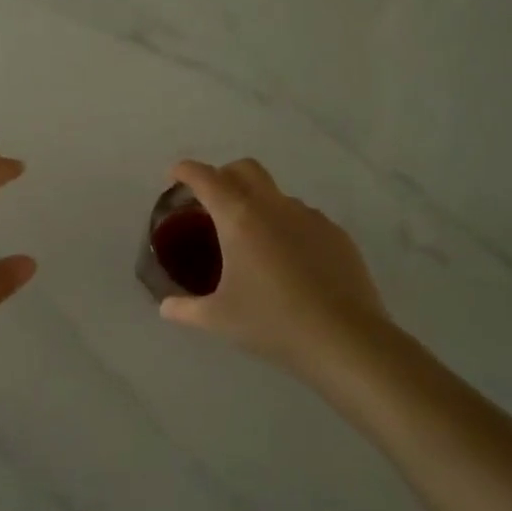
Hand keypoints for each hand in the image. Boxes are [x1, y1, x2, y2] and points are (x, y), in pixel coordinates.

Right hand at [159, 158, 392, 380]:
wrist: (346, 340)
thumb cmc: (273, 323)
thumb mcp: (218, 319)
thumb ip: (185, 309)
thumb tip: (165, 308)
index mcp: (239, 218)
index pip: (205, 178)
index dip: (185, 171)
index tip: (175, 177)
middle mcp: (274, 206)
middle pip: (244, 169)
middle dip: (223, 175)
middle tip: (211, 202)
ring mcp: (309, 217)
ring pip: (275, 195)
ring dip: (257, 204)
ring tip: (252, 242)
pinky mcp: (336, 234)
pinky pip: (302, 218)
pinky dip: (286, 227)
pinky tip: (288, 262)